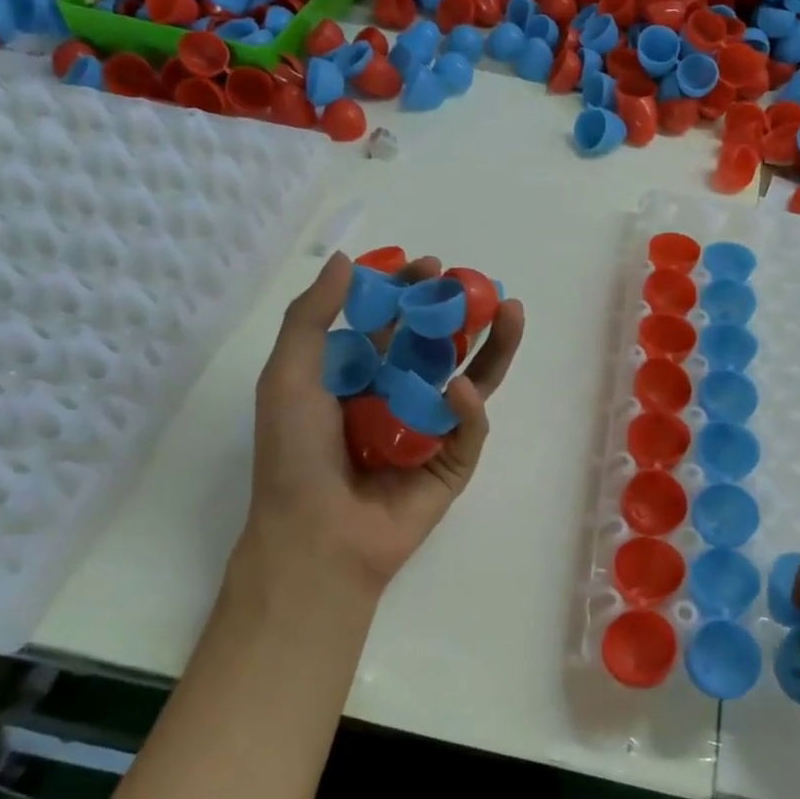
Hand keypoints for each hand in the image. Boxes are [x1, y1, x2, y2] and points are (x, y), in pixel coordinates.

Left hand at [242, 251, 524, 596]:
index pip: (395, 325)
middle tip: (479, 284)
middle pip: (441, 346)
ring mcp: (431, 432)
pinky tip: (463, 389)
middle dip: (461, 313)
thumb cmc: (295, 455)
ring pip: (472, 380)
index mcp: (360, 378)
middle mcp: (399, 399)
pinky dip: (470, 409)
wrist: (315, 538)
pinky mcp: (453, 465)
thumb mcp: (288, 376)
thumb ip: (312, 316)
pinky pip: (469, 430)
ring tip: (511, 312)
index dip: (412, 293)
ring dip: (493, 347)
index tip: (429, 265)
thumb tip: (347, 259)